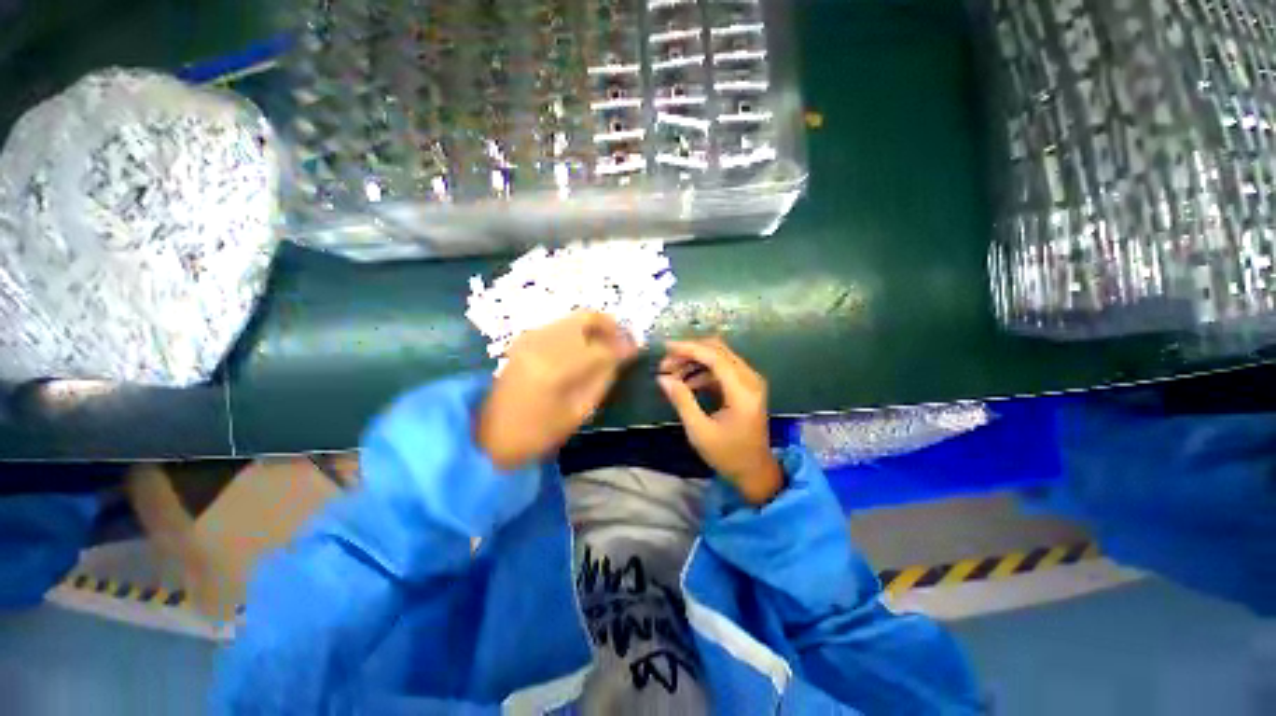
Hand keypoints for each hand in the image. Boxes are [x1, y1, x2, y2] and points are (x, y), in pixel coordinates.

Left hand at [477, 311, 636, 470]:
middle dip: (609, 325)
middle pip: (585, 318)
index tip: (636, 349)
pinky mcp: (524, 339)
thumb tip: (621, 356)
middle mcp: (542, 344)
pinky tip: (583, 345)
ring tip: (606, 343)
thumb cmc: (538, 432)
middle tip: (622, 339)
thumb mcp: (578, 412)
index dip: (622, 347)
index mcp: (556, 370)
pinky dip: (577, 330)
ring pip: (572, 318)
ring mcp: (530, 338)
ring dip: (594, 326)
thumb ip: (602, 379)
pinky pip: (559, 324)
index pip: (600, 348)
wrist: (490, 434)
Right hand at [657, 338, 782, 504]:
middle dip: (689, 353)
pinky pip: (722, 368)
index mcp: (743, 391)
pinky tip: (686, 383)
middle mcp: (751, 379)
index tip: (665, 348)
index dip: (689, 349)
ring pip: (719, 357)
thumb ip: (682, 401)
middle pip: (718, 350)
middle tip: (665, 365)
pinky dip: (702, 371)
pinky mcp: (746, 386)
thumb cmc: (728, 455)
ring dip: (694, 361)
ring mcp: (750, 381)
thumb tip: (663, 378)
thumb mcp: (699, 431)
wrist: (755, 471)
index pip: (715, 357)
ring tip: (671, 375)